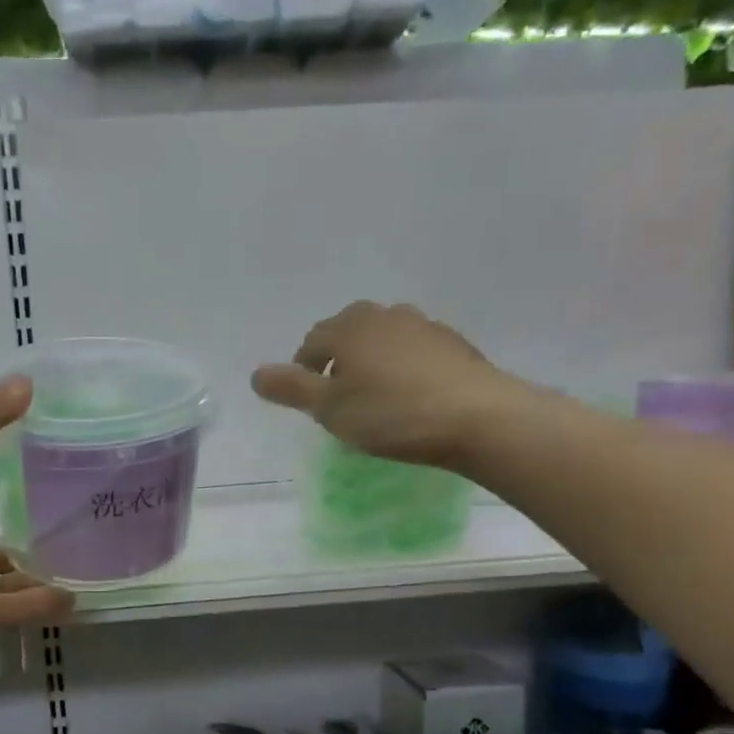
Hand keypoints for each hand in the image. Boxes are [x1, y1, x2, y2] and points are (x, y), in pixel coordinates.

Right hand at [252, 302, 513, 467]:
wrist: (478, 418)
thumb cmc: (392, 415)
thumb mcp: (331, 409)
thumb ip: (292, 389)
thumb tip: (256, 373)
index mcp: (348, 328)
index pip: (312, 342)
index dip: (303, 370)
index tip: (309, 401)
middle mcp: (384, 315)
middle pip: (348, 332)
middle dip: (336, 359)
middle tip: (338, 396)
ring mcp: (423, 326)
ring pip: (382, 339)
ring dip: (371, 361)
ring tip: (374, 396)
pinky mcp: (453, 344)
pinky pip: (413, 351)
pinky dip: (403, 367)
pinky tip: (411, 396)